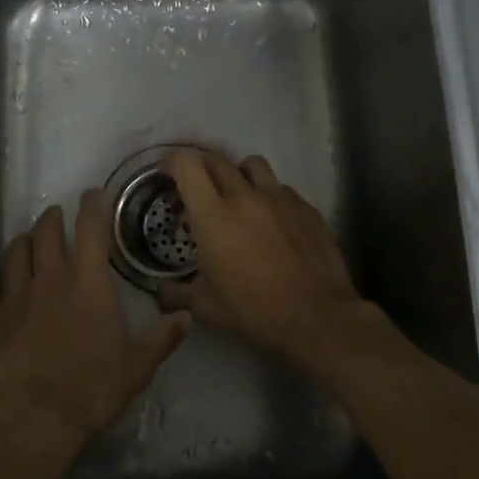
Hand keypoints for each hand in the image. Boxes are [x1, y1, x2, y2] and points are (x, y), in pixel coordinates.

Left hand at [0, 192, 190, 469]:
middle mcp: (49, 279)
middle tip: (57, 216)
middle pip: (46, 232)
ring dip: (23, 242)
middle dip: (53, 218)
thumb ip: (161, 339)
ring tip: (28, 243)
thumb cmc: (88, 391)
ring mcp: (13, 295)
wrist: (28, 418)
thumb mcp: (136, 368)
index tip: (92, 193)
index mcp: (88, 285)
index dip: (92, 206)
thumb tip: (185, 316)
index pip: (92, 230)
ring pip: (14, 252)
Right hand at [158, 150, 365, 369]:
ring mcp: (280, 198)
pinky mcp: (306, 207)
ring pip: (253, 165)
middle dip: (201, 168)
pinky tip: (271, 219)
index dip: (171, 163)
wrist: (317, 318)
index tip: (166, 176)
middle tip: (197, 190)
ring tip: (237, 195)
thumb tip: (161, 294)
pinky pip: (281, 188)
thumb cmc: (254, 311)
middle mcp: (245, 197)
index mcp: (213, 216)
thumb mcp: (206, 307)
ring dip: (238, 174)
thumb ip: (176, 294)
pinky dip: (269, 195)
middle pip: (217, 160)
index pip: (186, 165)